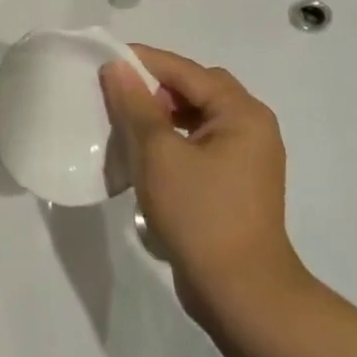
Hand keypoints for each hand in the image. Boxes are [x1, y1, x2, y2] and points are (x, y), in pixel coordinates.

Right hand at [100, 46, 307, 320]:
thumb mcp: (158, 154)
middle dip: (155, 88)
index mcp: (242, 113)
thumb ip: (135, 105)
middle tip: (118, 95)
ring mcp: (247, 158)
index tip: (105, 62)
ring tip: (126, 126)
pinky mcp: (236, 184)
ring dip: (161, 116)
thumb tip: (117, 67)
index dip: (144, 62)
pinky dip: (172, 141)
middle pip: (196, 89)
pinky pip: (200, 144)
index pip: (186, 71)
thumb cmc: (200, 215)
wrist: (242, 295)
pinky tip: (145, 157)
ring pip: (196, 118)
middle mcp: (251, 127)